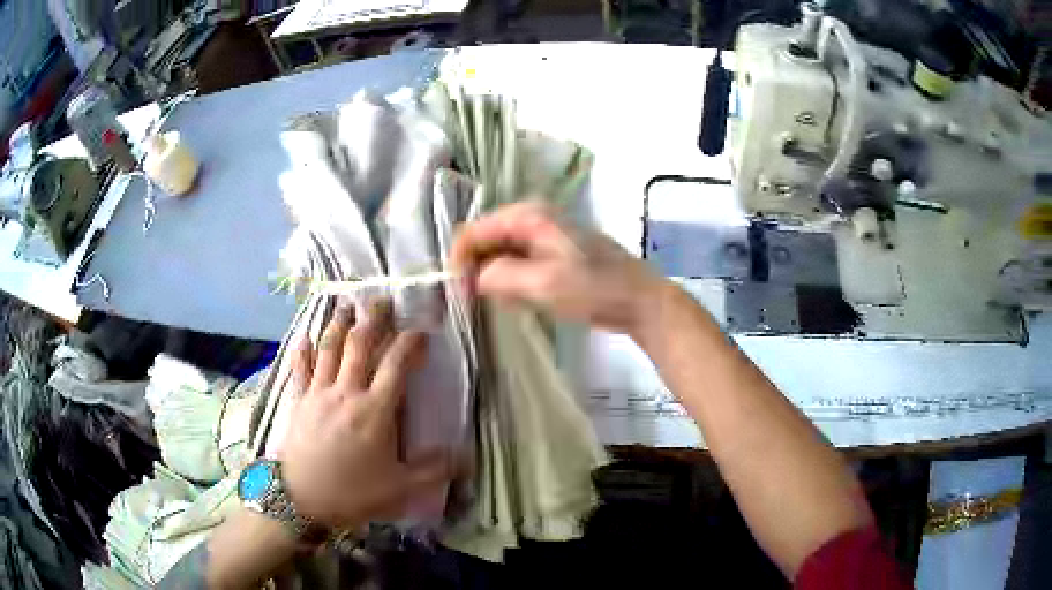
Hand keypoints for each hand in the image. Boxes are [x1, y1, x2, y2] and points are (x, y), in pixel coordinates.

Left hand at [280, 298, 452, 528]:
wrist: (300, 498)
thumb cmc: (352, 493)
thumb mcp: (400, 488)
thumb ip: (433, 470)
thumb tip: (467, 456)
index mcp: (375, 410)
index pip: (396, 364)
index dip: (410, 343)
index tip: (421, 332)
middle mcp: (347, 392)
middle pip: (360, 345)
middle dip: (373, 319)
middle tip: (381, 299)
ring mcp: (319, 393)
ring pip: (329, 349)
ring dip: (339, 324)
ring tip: (346, 304)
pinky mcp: (299, 401)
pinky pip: (300, 368)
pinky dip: (302, 350)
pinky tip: (304, 336)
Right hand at [451, 202, 664, 336]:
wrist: (639, 300)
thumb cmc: (595, 288)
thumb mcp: (543, 283)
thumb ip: (499, 276)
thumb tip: (471, 277)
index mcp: (528, 215)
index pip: (473, 230)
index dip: (460, 260)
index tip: (456, 293)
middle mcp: (532, 218)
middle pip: (485, 239)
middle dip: (473, 269)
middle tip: (470, 302)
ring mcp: (543, 235)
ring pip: (499, 253)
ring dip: (490, 277)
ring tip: (493, 303)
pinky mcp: (552, 254)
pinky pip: (516, 263)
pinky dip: (508, 281)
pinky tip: (516, 300)